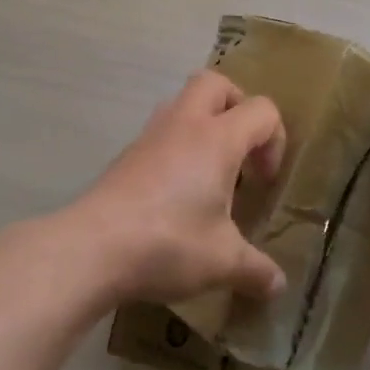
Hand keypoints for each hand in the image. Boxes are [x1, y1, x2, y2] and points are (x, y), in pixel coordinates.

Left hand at [56, 71, 288, 308]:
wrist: (91, 248)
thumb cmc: (168, 244)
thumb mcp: (223, 262)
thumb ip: (256, 270)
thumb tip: (278, 285)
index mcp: (217, 139)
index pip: (262, 110)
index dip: (274, 140)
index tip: (264, 181)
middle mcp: (183, 124)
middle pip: (215, 84)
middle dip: (236, 107)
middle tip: (241, 150)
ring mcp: (149, 136)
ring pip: (182, 103)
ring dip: (203, 125)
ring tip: (209, 173)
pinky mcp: (126, 156)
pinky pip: (160, 133)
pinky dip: (177, 148)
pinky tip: (176, 193)